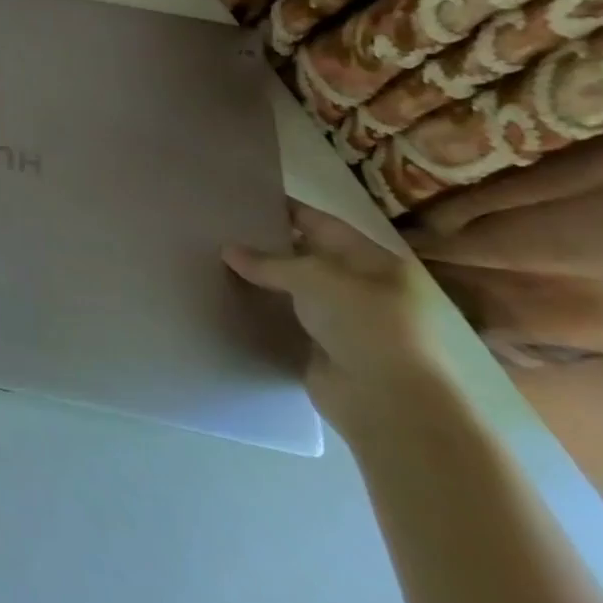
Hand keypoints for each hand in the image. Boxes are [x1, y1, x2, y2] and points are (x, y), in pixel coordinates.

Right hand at [224, 202, 456, 435]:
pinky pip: (287, 319)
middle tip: (221, 231)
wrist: (386, 402)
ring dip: (263, 281)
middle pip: (307, 257)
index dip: (286, 210)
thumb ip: (268, 262)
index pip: (323, 224)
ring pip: (294, 290)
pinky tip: (231, 298)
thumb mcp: (314, 278)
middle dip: (269, 245)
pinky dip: (264, 310)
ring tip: (216, 261)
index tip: (245, 200)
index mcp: (375, 262)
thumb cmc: (365, 325)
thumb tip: (228, 250)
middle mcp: (363, 288)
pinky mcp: (323, 347)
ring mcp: (344, 320)